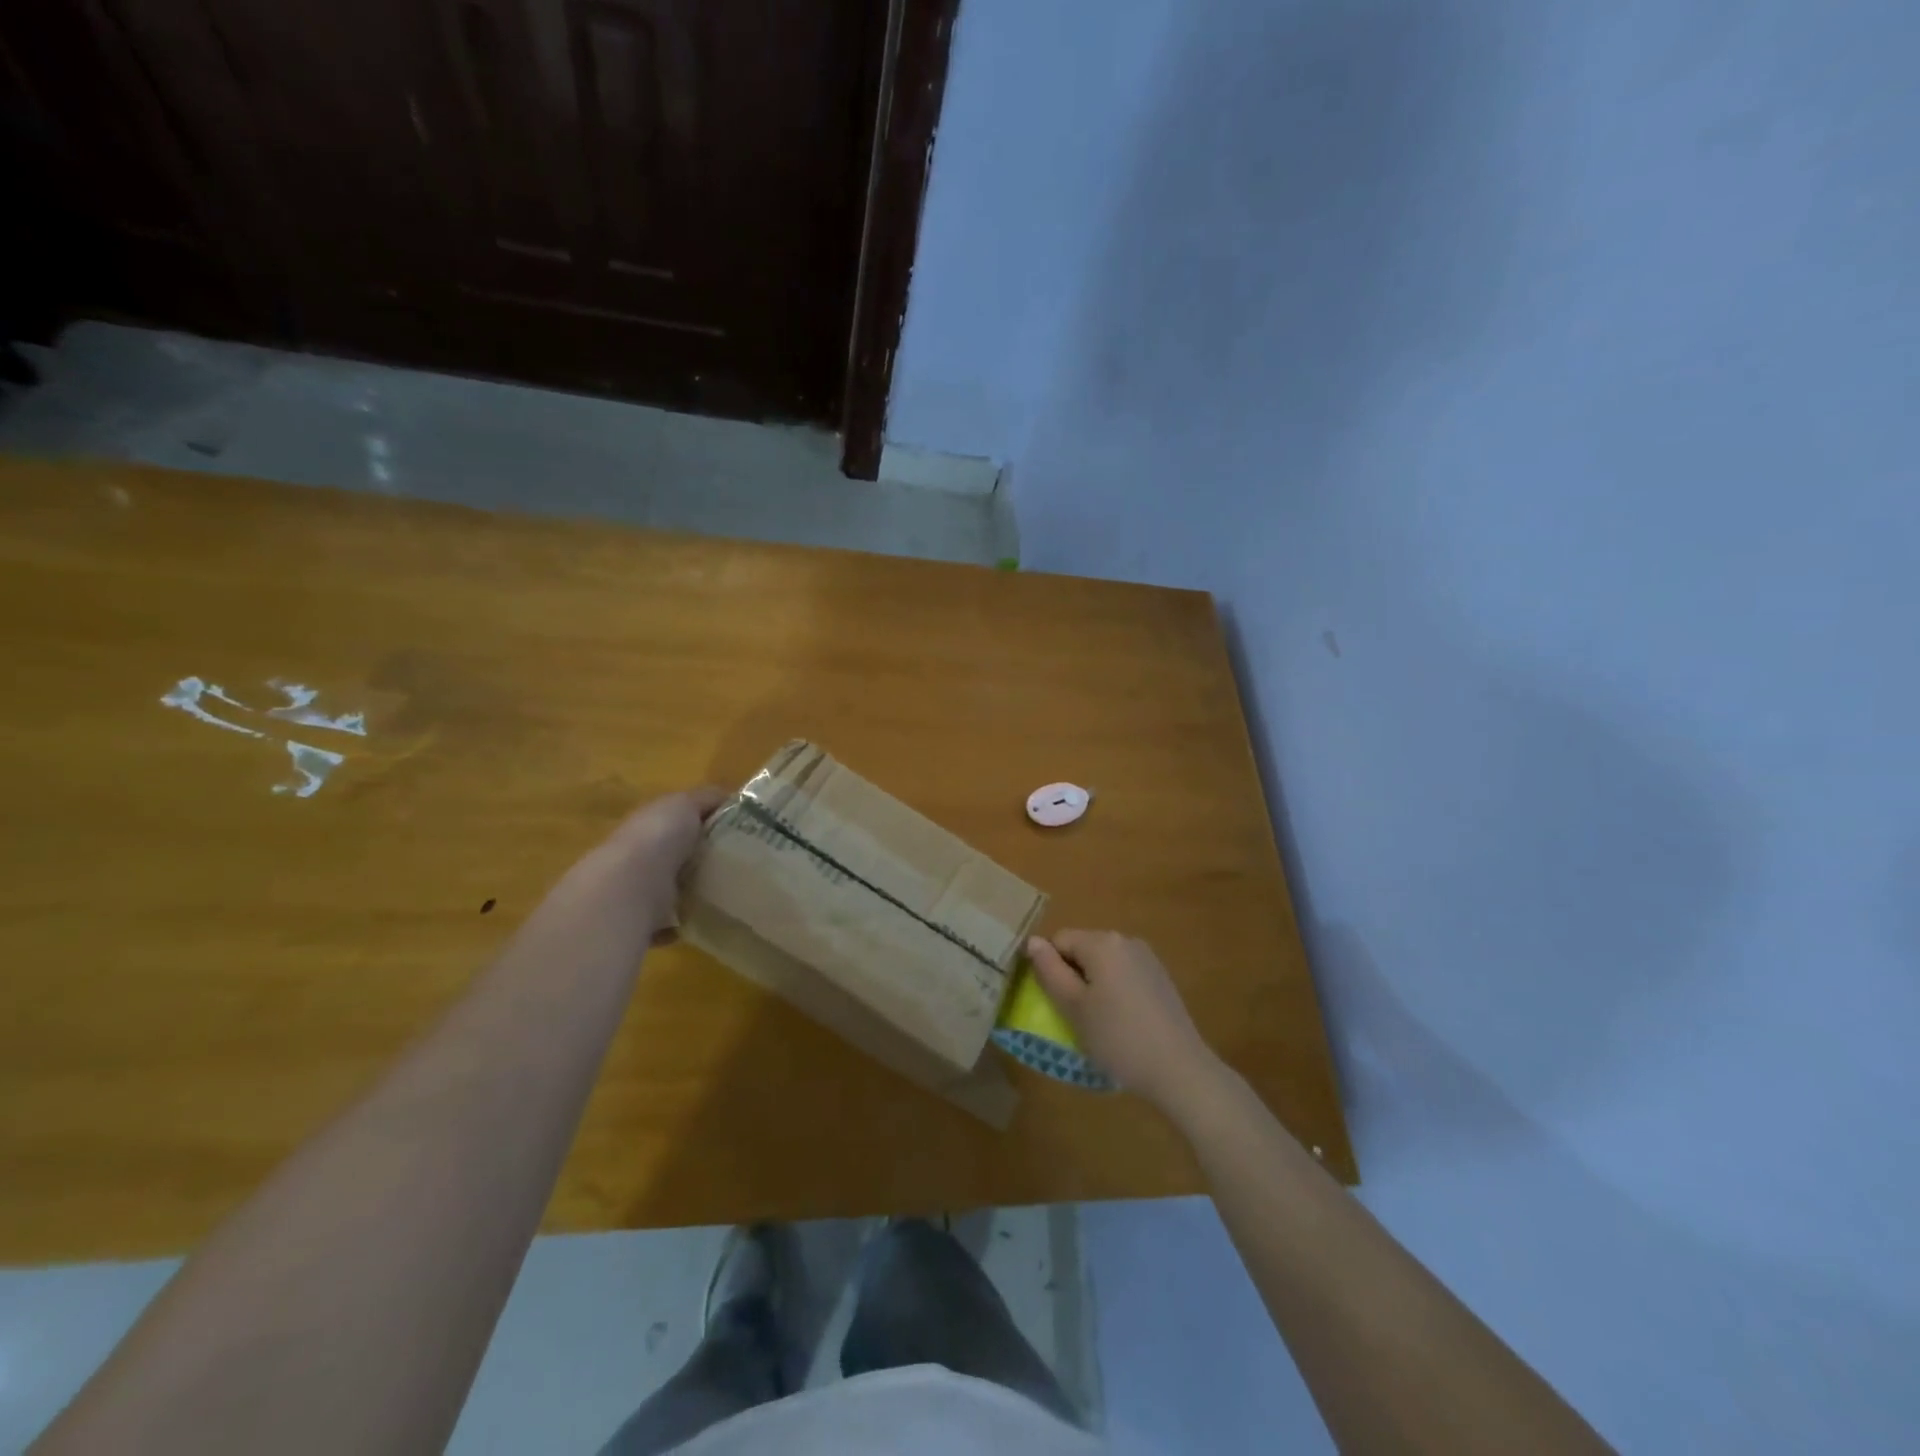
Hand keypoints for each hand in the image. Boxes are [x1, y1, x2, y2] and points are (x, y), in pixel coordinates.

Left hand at [595, 786, 725, 931]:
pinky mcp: (641, 920)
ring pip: (669, 888)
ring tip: (725, 896)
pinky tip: (700, 924)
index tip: (740, 831)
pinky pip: (664, 923)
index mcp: (650, 823)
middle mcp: (640, 854)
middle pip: (675, 854)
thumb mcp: (686, 804)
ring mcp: (638, 888)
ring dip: (690, 892)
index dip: (705, 822)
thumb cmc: (658, 838)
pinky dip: (679, 925)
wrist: (629, 887)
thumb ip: (706, 799)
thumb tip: (730, 798)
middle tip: (739, 865)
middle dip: (700, 859)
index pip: (678, 819)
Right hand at [1025, 930, 1223, 1113]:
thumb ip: (1049, 970)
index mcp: (1102, 942)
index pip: (1059, 940)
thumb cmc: (1118, 1038)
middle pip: (1083, 948)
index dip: (1050, 968)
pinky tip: (1122, 1021)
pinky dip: (1114, 990)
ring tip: (1098, 1021)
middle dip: (1072, 975)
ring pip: (1103, 963)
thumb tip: (1033, 941)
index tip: (1054, 1001)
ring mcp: (1147, 958)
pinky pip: (1124, 974)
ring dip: (1093, 984)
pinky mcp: (1160, 977)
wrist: (1179, 1069)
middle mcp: (1126, 940)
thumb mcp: (1073, 1007)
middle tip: (1074, 1015)